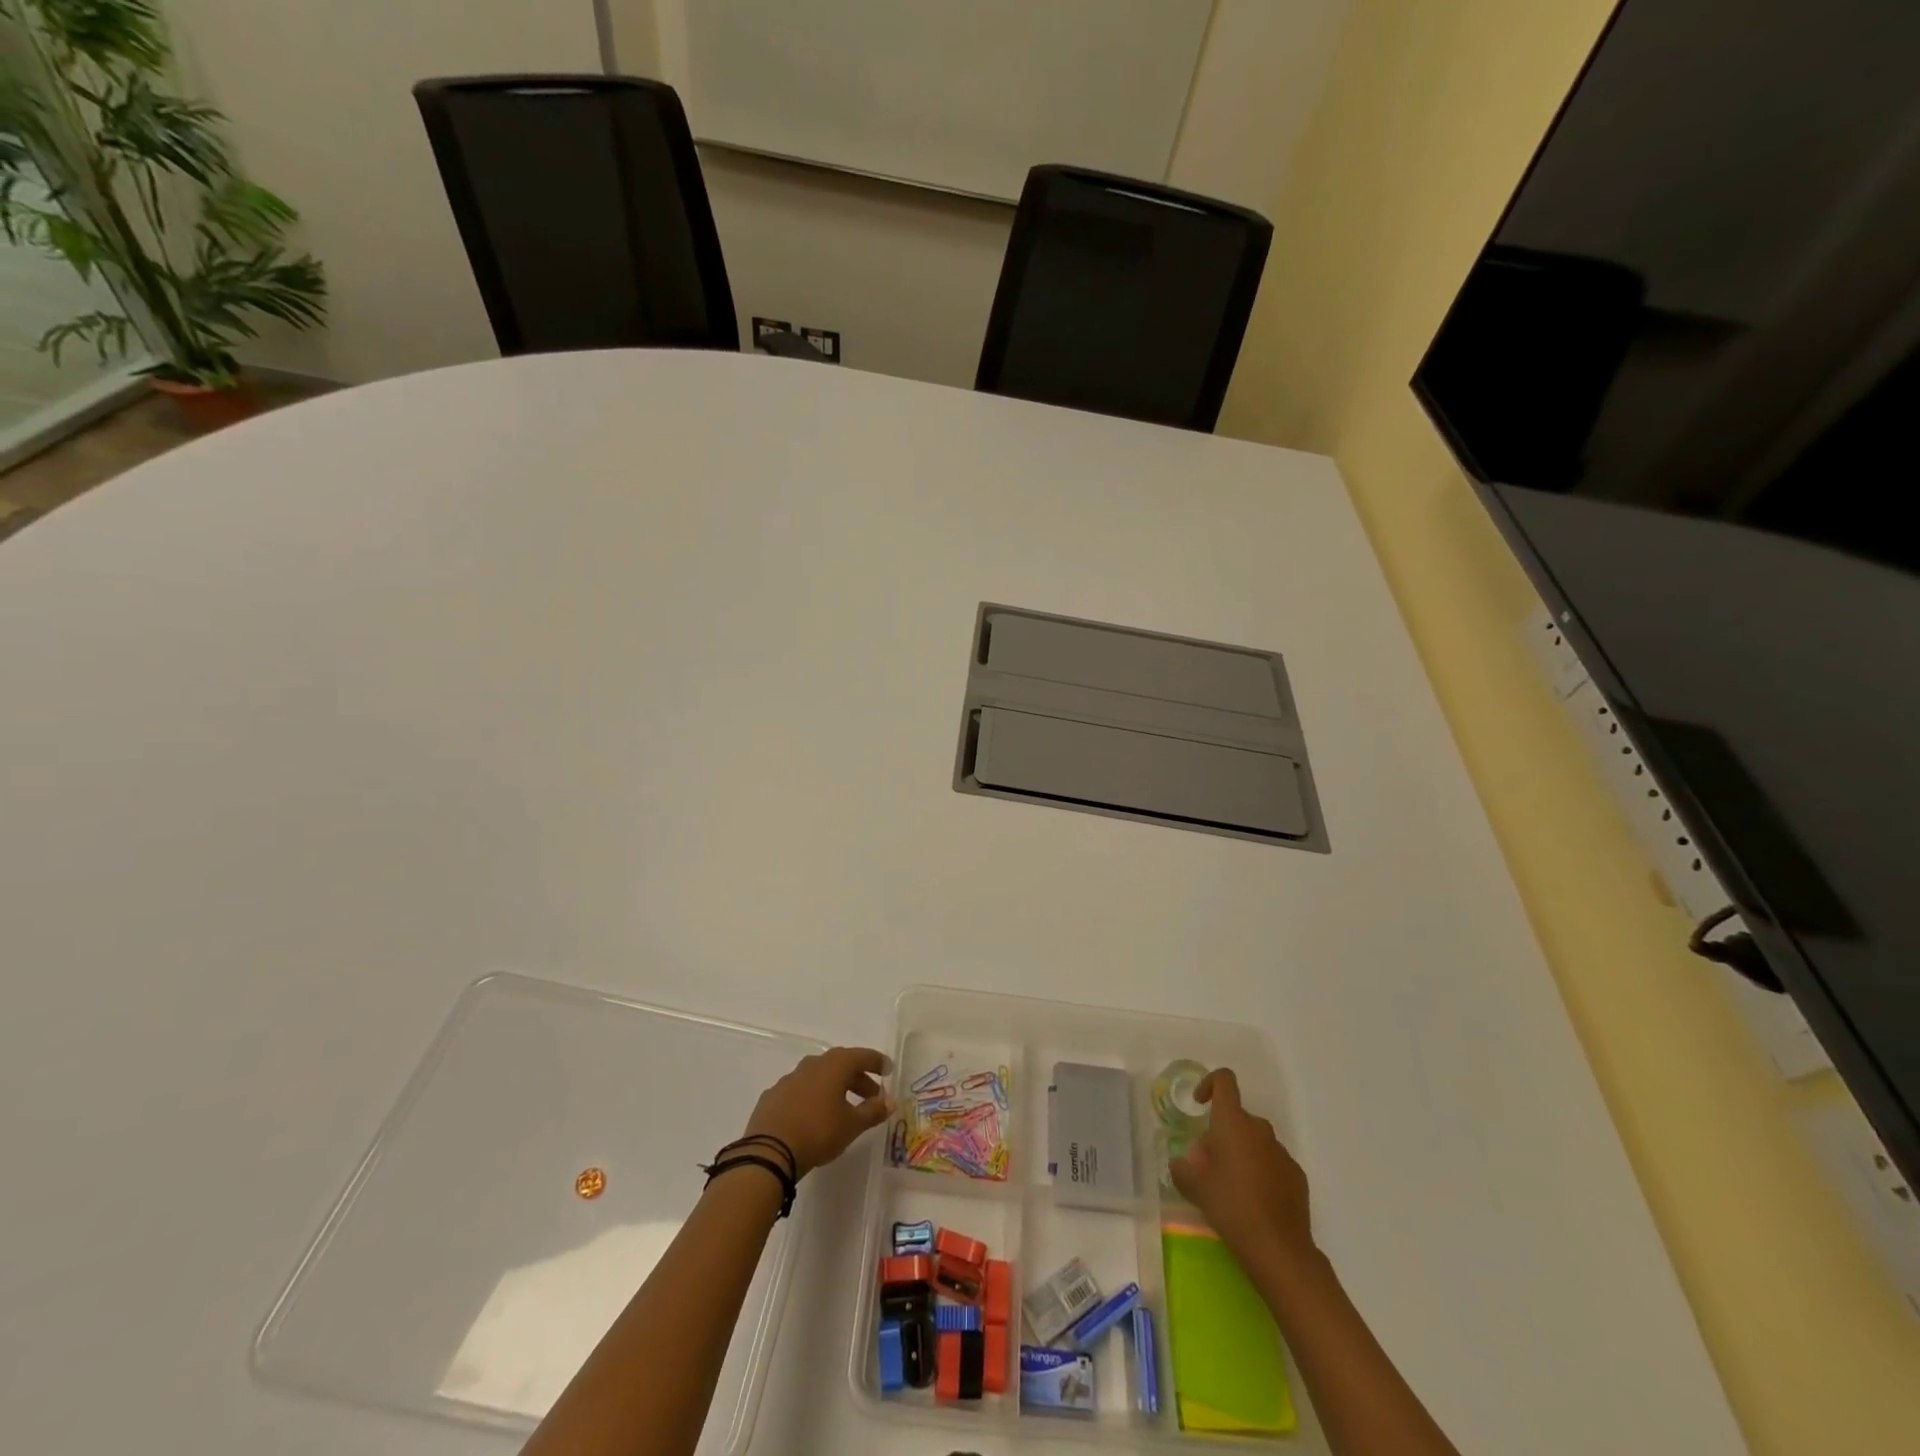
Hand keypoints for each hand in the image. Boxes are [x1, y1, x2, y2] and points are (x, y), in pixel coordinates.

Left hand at [743, 1046, 892, 1177]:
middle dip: (858, 1078)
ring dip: (835, 1087)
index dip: (877, 1062)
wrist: (768, 1152)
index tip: (888, 1070)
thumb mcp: (851, 1125)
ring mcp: (789, 1079)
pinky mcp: (773, 1095)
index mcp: (834, 1066)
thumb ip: (873, 1112)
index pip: (861, 1056)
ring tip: (843, 1107)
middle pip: (841, 1064)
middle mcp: (812, 1065)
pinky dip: (813, 1096)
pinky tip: (814, 1115)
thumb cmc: (818, 1132)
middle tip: (871, 1095)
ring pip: (819, 1076)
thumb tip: (890, 1102)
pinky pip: (800, 1090)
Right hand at [1169, 1068, 1314, 1270]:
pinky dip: (1260, 1171)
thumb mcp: (1195, 1187)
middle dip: (1220, 1135)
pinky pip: (1271, 1162)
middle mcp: (1259, 1129)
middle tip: (1207, 1166)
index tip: (1199, 1105)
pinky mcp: (1296, 1176)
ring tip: (1229, 1187)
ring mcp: (1281, 1152)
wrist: (1279, 1249)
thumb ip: (1182, 1168)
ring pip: (1254, 1141)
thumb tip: (1181, 1163)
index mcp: (1233, 1122)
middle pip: (1236, 1118)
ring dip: (1240, 1153)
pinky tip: (1253, 1202)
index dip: (1209, 1084)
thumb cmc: (1231, 1207)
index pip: (1224, 1080)